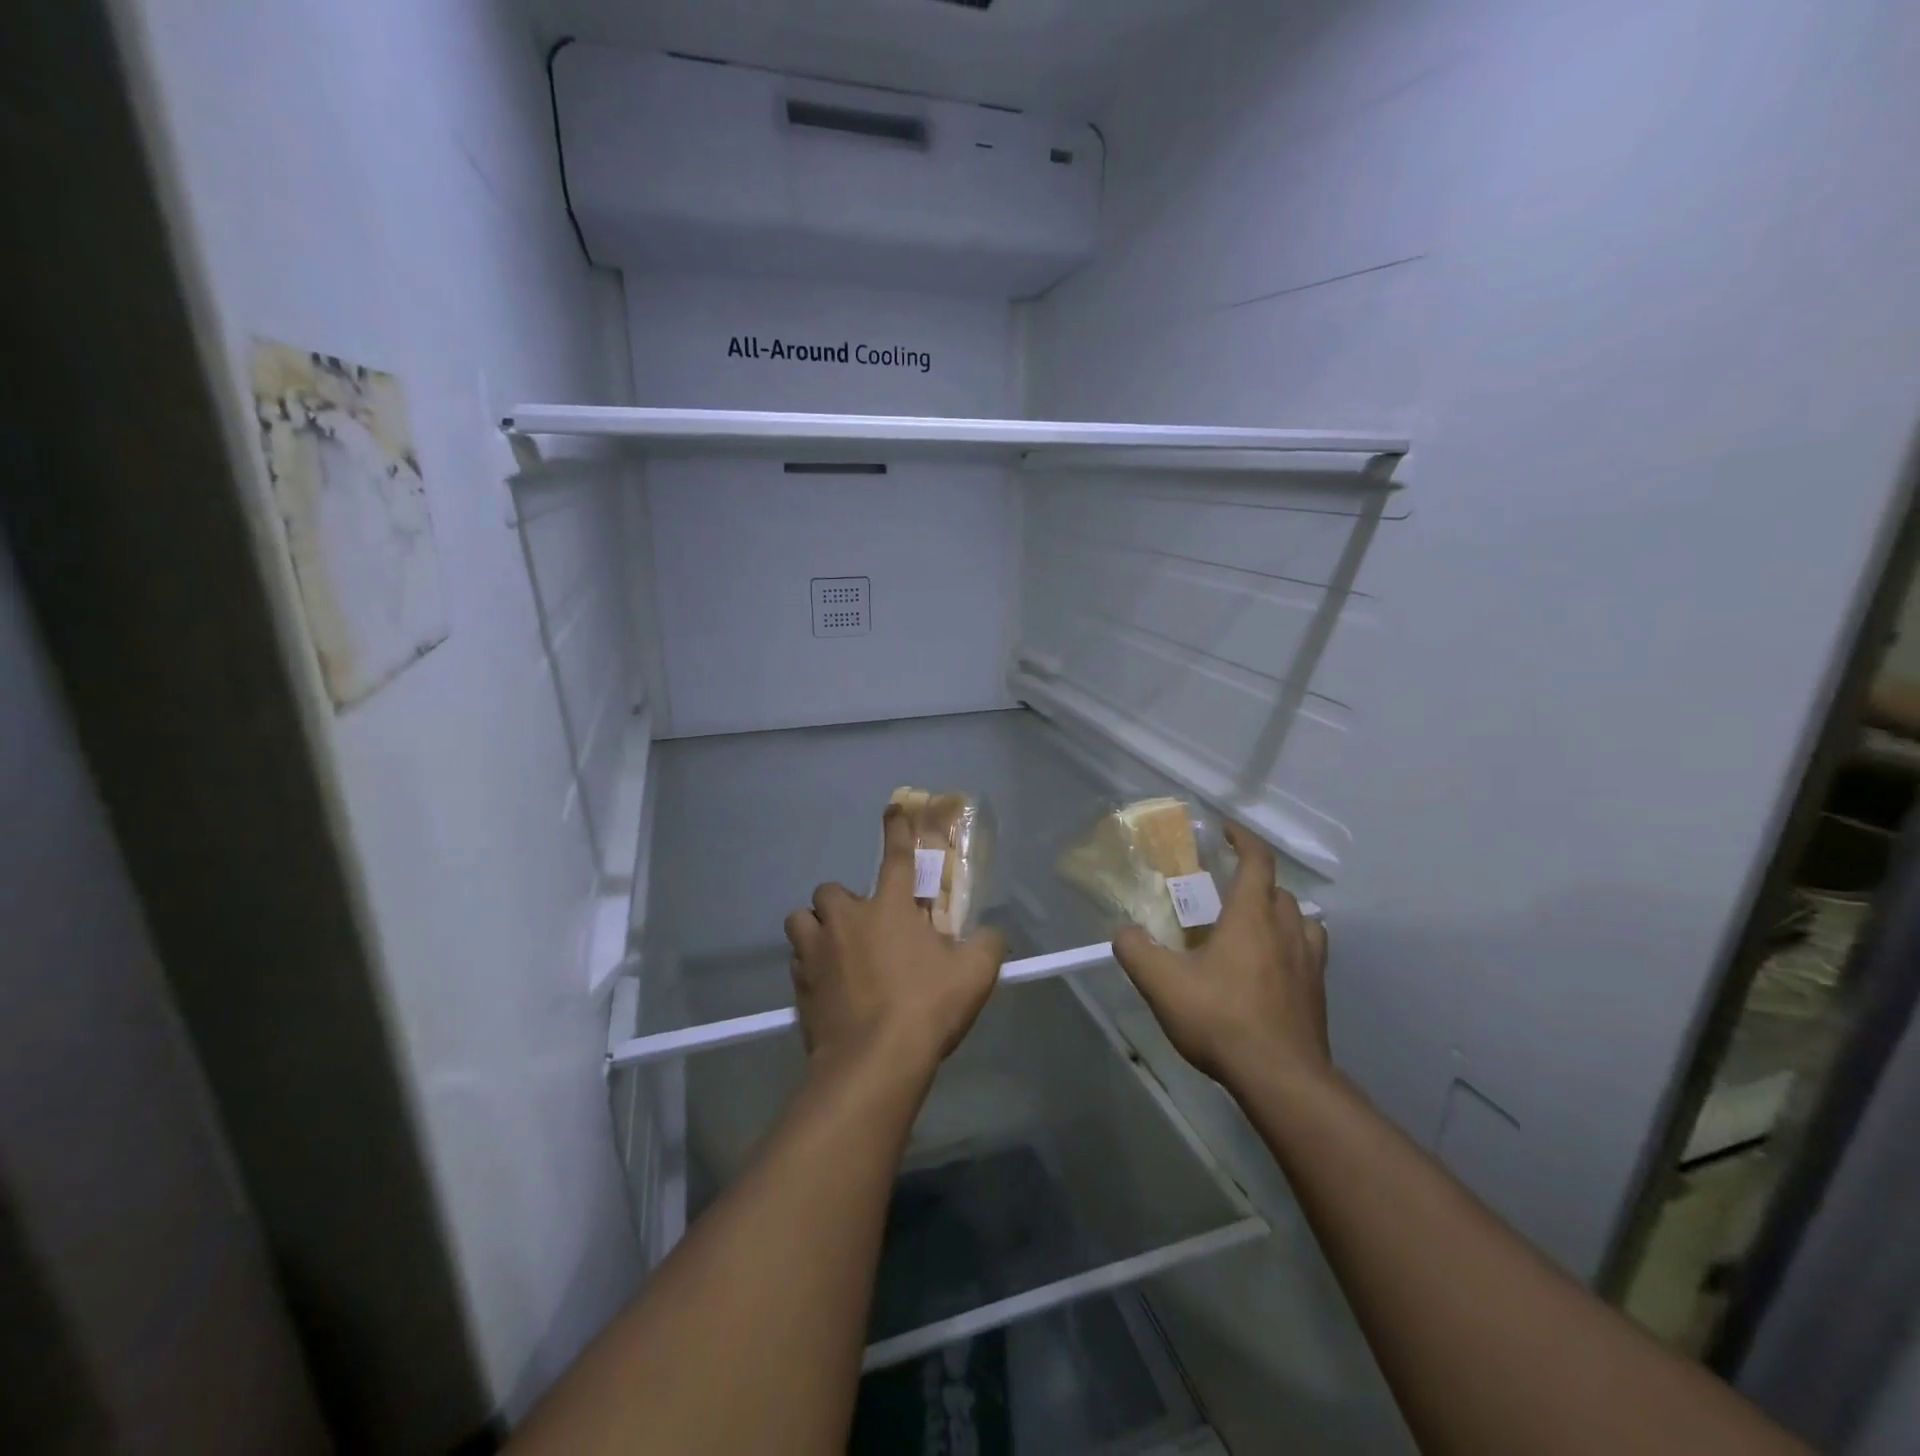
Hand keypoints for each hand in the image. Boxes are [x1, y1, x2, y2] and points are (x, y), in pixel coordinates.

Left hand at [785, 806, 1007, 1077]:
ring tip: (835, 952)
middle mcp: (846, 920)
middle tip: (863, 928)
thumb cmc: (926, 1007)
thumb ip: (986, 945)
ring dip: (816, 930)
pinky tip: (829, 990)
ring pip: (802, 922)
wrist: (873, 1062)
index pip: (895, 856)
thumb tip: (990, 934)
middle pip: (830, 891)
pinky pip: (798, 963)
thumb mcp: (974, 974)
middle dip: (843, 903)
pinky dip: (810, 969)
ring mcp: (816, 952)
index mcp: (889, 907)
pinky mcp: (798, 987)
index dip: (896, 830)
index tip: (892, 809)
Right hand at [1112, 823, 1330, 1088]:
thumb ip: (1136, 951)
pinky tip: (1270, 968)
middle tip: (1224, 891)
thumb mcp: (1162, 984)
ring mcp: (1310, 962)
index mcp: (1252, 916)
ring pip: (1300, 919)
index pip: (1257, 861)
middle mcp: (1287, 930)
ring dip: (1278, 913)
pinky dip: (1292, 946)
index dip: (1242, 839)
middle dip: (1254, 881)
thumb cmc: (1221, 1019)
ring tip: (1253, 927)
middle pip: (1278, 890)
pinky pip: (1309, 952)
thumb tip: (1124, 932)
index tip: (1225, 830)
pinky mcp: (1317, 993)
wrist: (1281, 1078)